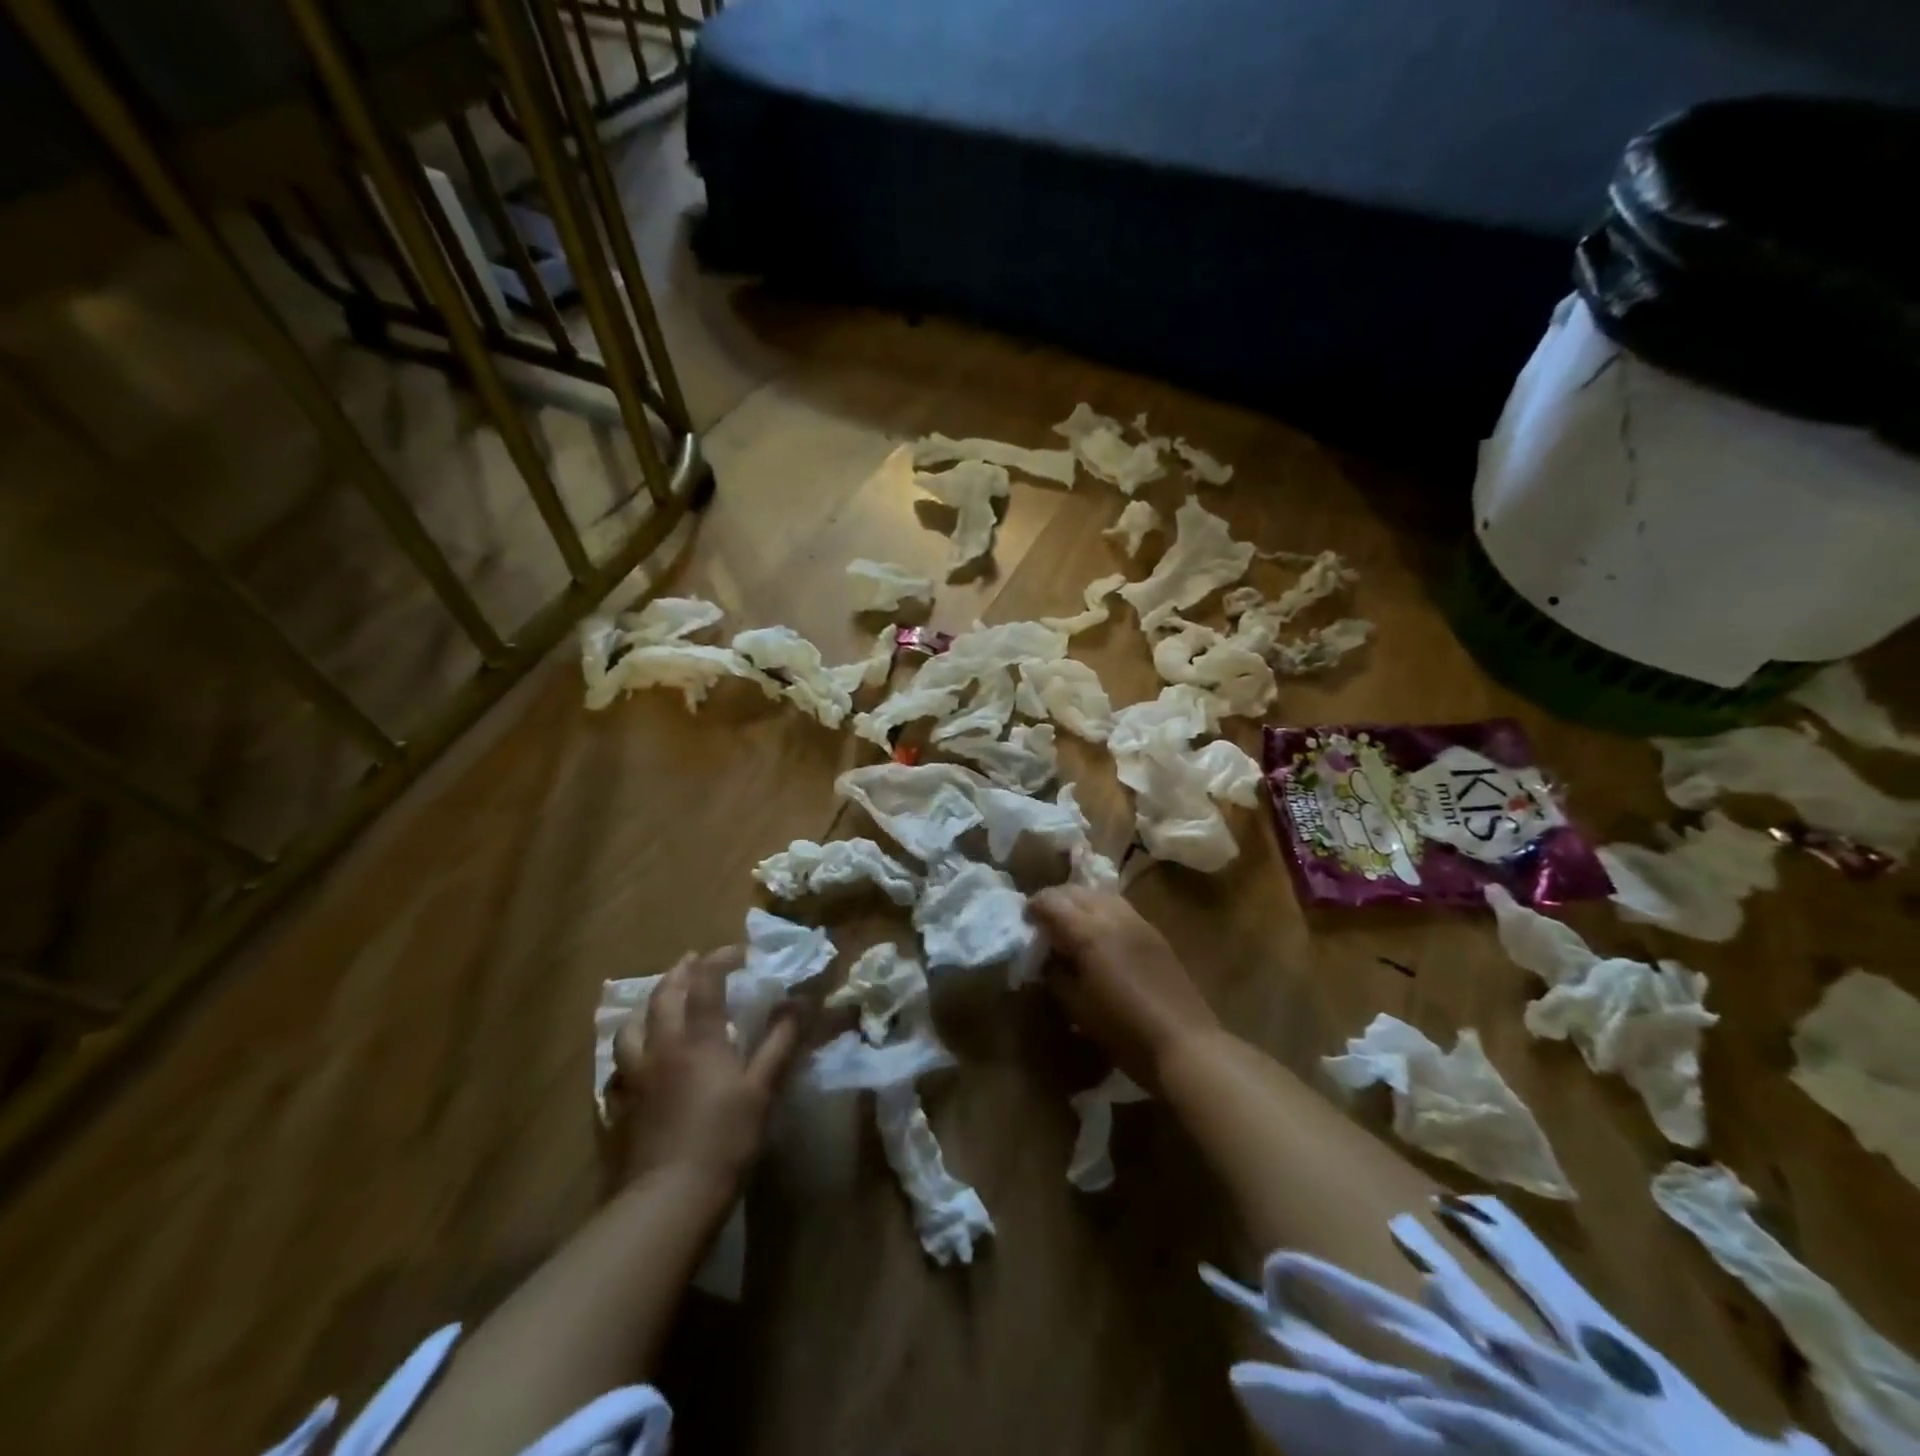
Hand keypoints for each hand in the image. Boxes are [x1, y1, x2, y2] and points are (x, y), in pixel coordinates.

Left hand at [606, 947, 800, 1193]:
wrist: (668, 1199)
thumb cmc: (724, 1139)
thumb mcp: (762, 1089)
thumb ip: (780, 1042)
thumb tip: (801, 1002)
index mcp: (697, 1038)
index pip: (705, 982)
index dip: (720, 959)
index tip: (739, 952)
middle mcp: (661, 1047)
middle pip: (664, 996)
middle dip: (680, 972)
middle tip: (694, 960)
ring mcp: (634, 1077)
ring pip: (631, 1027)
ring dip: (647, 1006)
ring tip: (659, 1003)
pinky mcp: (620, 1107)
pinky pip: (618, 1068)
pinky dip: (629, 1052)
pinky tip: (636, 1061)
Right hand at [1028, 886, 1219, 1089]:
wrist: (1183, 1042)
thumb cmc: (1122, 1029)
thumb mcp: (1076, 1006)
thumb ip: (1055, 975)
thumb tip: (1046, 959)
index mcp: (1088, 931)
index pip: (1052, 902)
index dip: (1033, 907)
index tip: (1024, 921)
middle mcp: (1112, 916)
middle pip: (1076, 891)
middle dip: (1055, 900)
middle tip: (1043, 921)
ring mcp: (1137, 921)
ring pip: (1100, 894)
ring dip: (1080, 902)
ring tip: (1071, 923)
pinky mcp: (1154, 932)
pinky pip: (1120, 908)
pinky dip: (1102, 910)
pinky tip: (1099, 933)